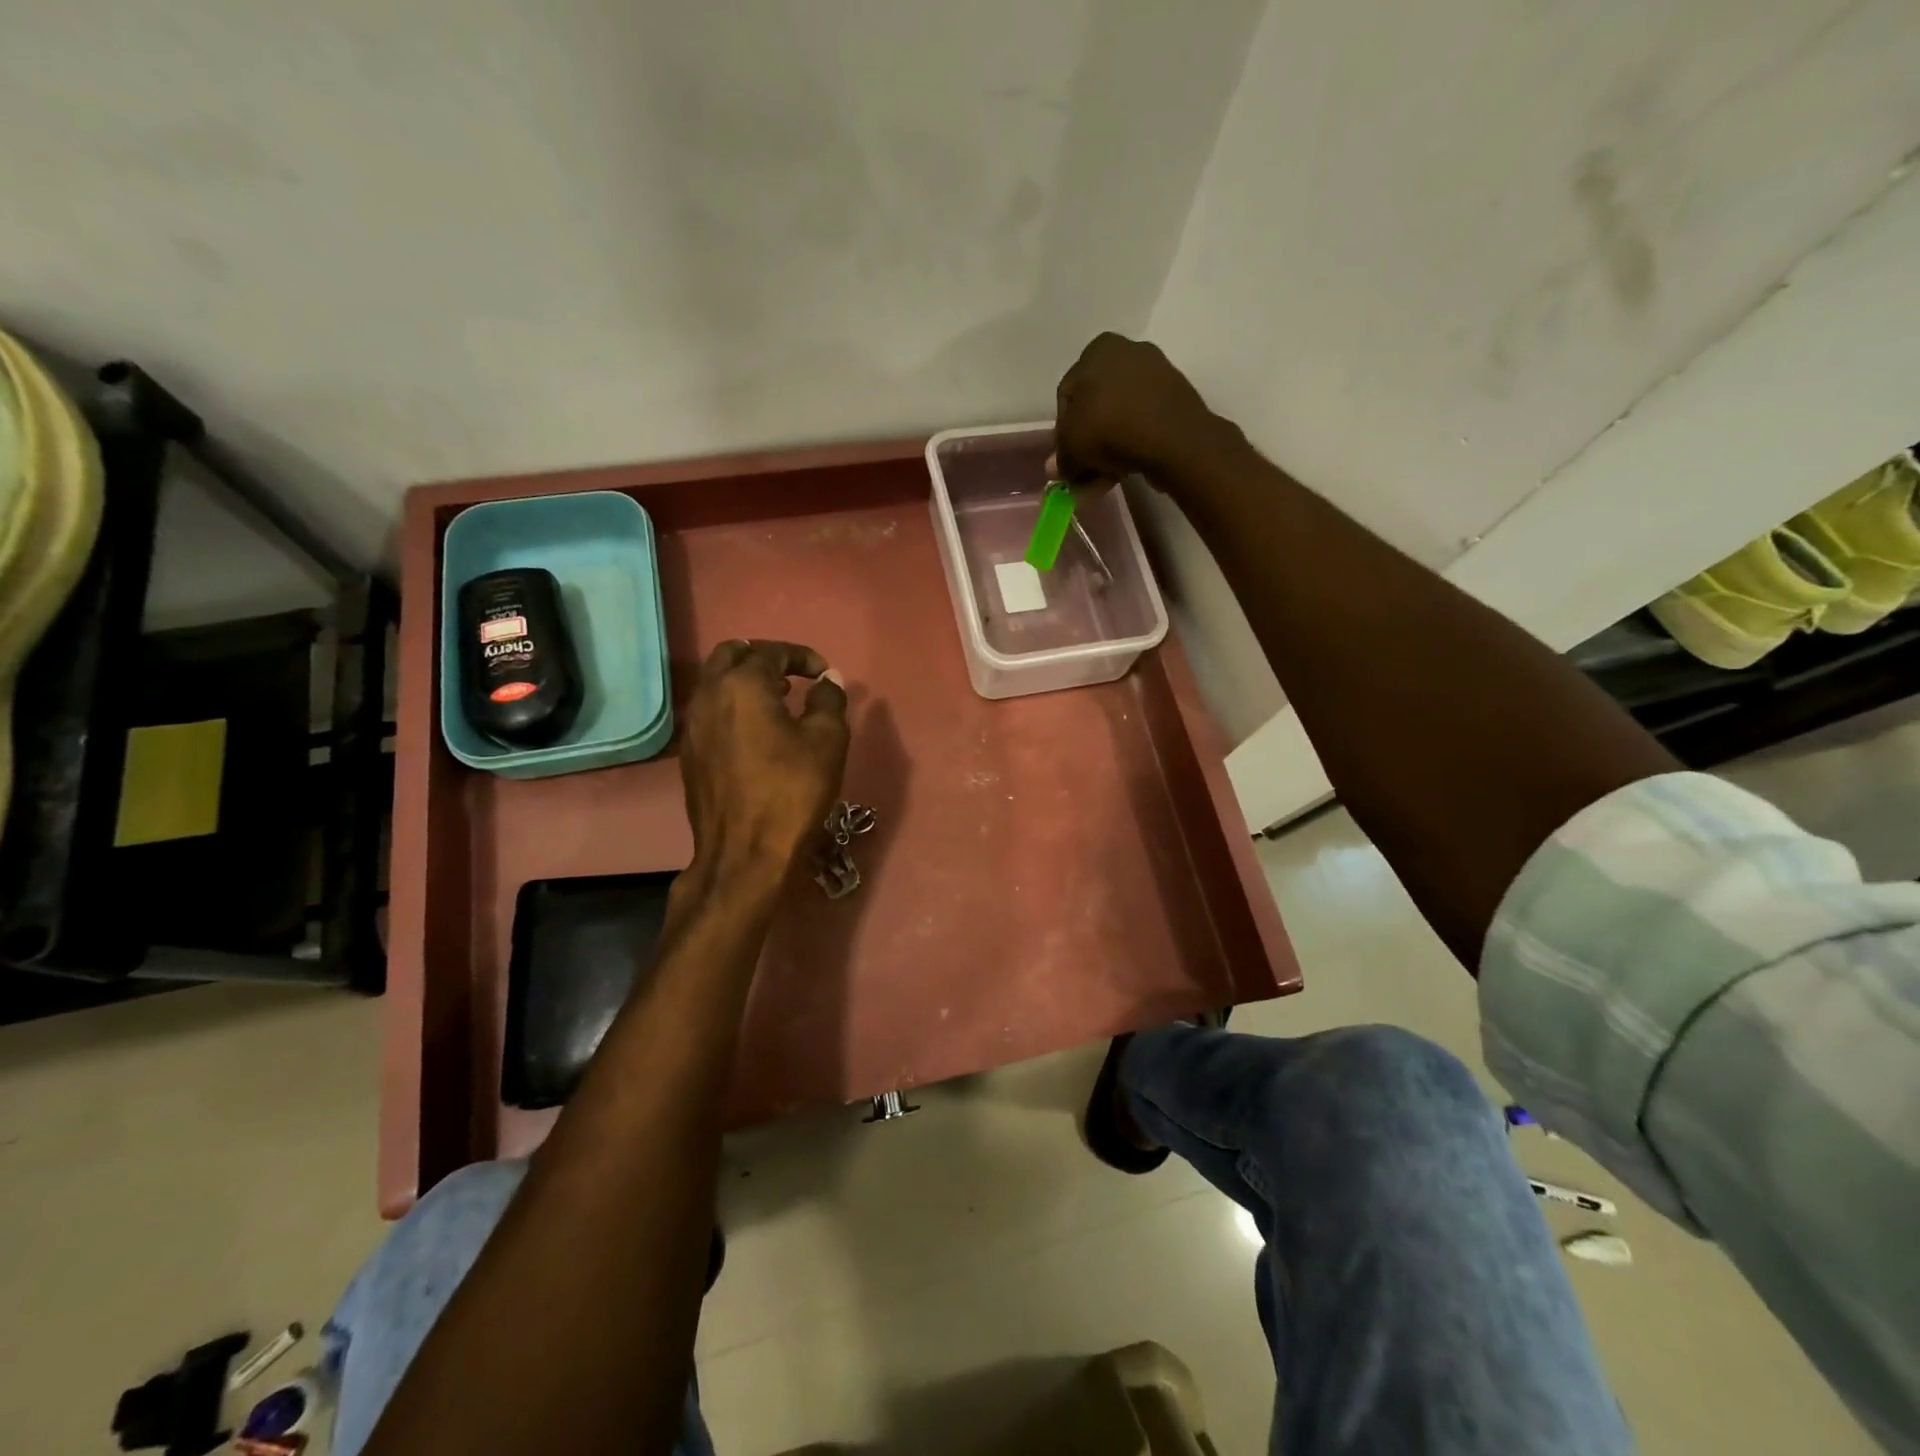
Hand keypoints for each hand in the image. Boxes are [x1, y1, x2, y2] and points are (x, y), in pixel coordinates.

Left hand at [678, 639, 849, 892]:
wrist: (746, 853)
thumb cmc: (792, 791)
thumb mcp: (827, 741)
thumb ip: (829, 700)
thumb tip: (827, 679)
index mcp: (742, 685)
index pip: (771, 651)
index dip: (801, 656)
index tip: (824, 673)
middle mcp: (708, 695)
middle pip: (730, 655)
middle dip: (764, 658)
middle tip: (793, 677)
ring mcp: (692, 726)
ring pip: (715, 683)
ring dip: (745, 681)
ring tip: (778, 702)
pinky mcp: (689, 754)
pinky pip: (709, 711)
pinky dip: (732, 707)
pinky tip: (757, 732)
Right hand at [1050, 332, 1220, 484]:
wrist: (1174, 439)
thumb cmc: (1110, 429)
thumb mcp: (1072, 447)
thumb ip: (1061, 459)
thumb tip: (1057, 469)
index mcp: (1098, 349)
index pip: (1067, 396)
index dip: (1062, 433)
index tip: (1067, 460)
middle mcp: (1128, 351)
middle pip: (1095, 408)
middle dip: (1087, 445)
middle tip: (1084, 474)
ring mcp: (1155, 373)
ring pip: (1119, 418)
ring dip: (1107, 451)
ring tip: (1103, 481)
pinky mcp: (1175, 398)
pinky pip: (1142, 423)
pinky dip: (1131, 445)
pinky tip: (1124, 471)